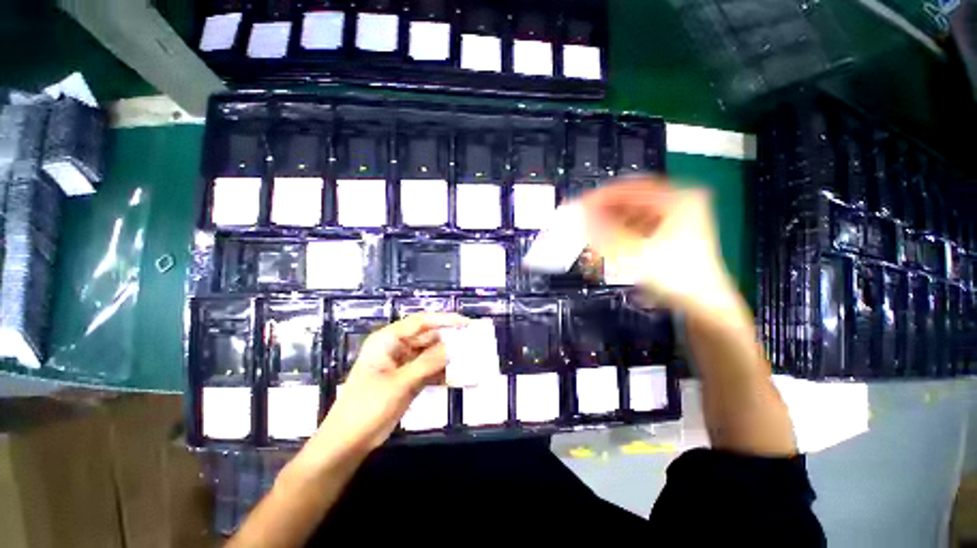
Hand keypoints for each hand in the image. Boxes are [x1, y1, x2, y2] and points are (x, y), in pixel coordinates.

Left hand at [311, 313, 468, 455]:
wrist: (347, 443)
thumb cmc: (368, 407)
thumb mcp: (401, 383)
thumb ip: (429, 363)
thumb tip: (455, 347)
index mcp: (388, 340)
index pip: (421, 322)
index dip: (445, 320)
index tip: (466, 323)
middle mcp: (396, 347)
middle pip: (428, 337)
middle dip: (449, 341)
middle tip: (473, 344)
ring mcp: (402, 364)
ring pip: (431, 354)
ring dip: (448, 359)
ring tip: (471, 360)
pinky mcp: (407, 379)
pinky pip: (429, 370)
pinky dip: (442, 373)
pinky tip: (459, 378)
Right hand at [579, 177, 737, 317]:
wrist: (702, 303)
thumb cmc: (675, 276)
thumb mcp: (635, 252)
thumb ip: (604, 232)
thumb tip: (581, 214)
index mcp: (679, 198)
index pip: (631, 188)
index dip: (602, 196)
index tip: (581, 204)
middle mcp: (681, 201)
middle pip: (633, 199)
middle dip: (606, 209)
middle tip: (584, 217)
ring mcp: (678, 216)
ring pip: (635, 212)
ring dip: (612, 219)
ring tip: (593, 228)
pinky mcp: (672, 231)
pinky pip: (640, 223)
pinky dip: (623, 229)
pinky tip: (610, 237)